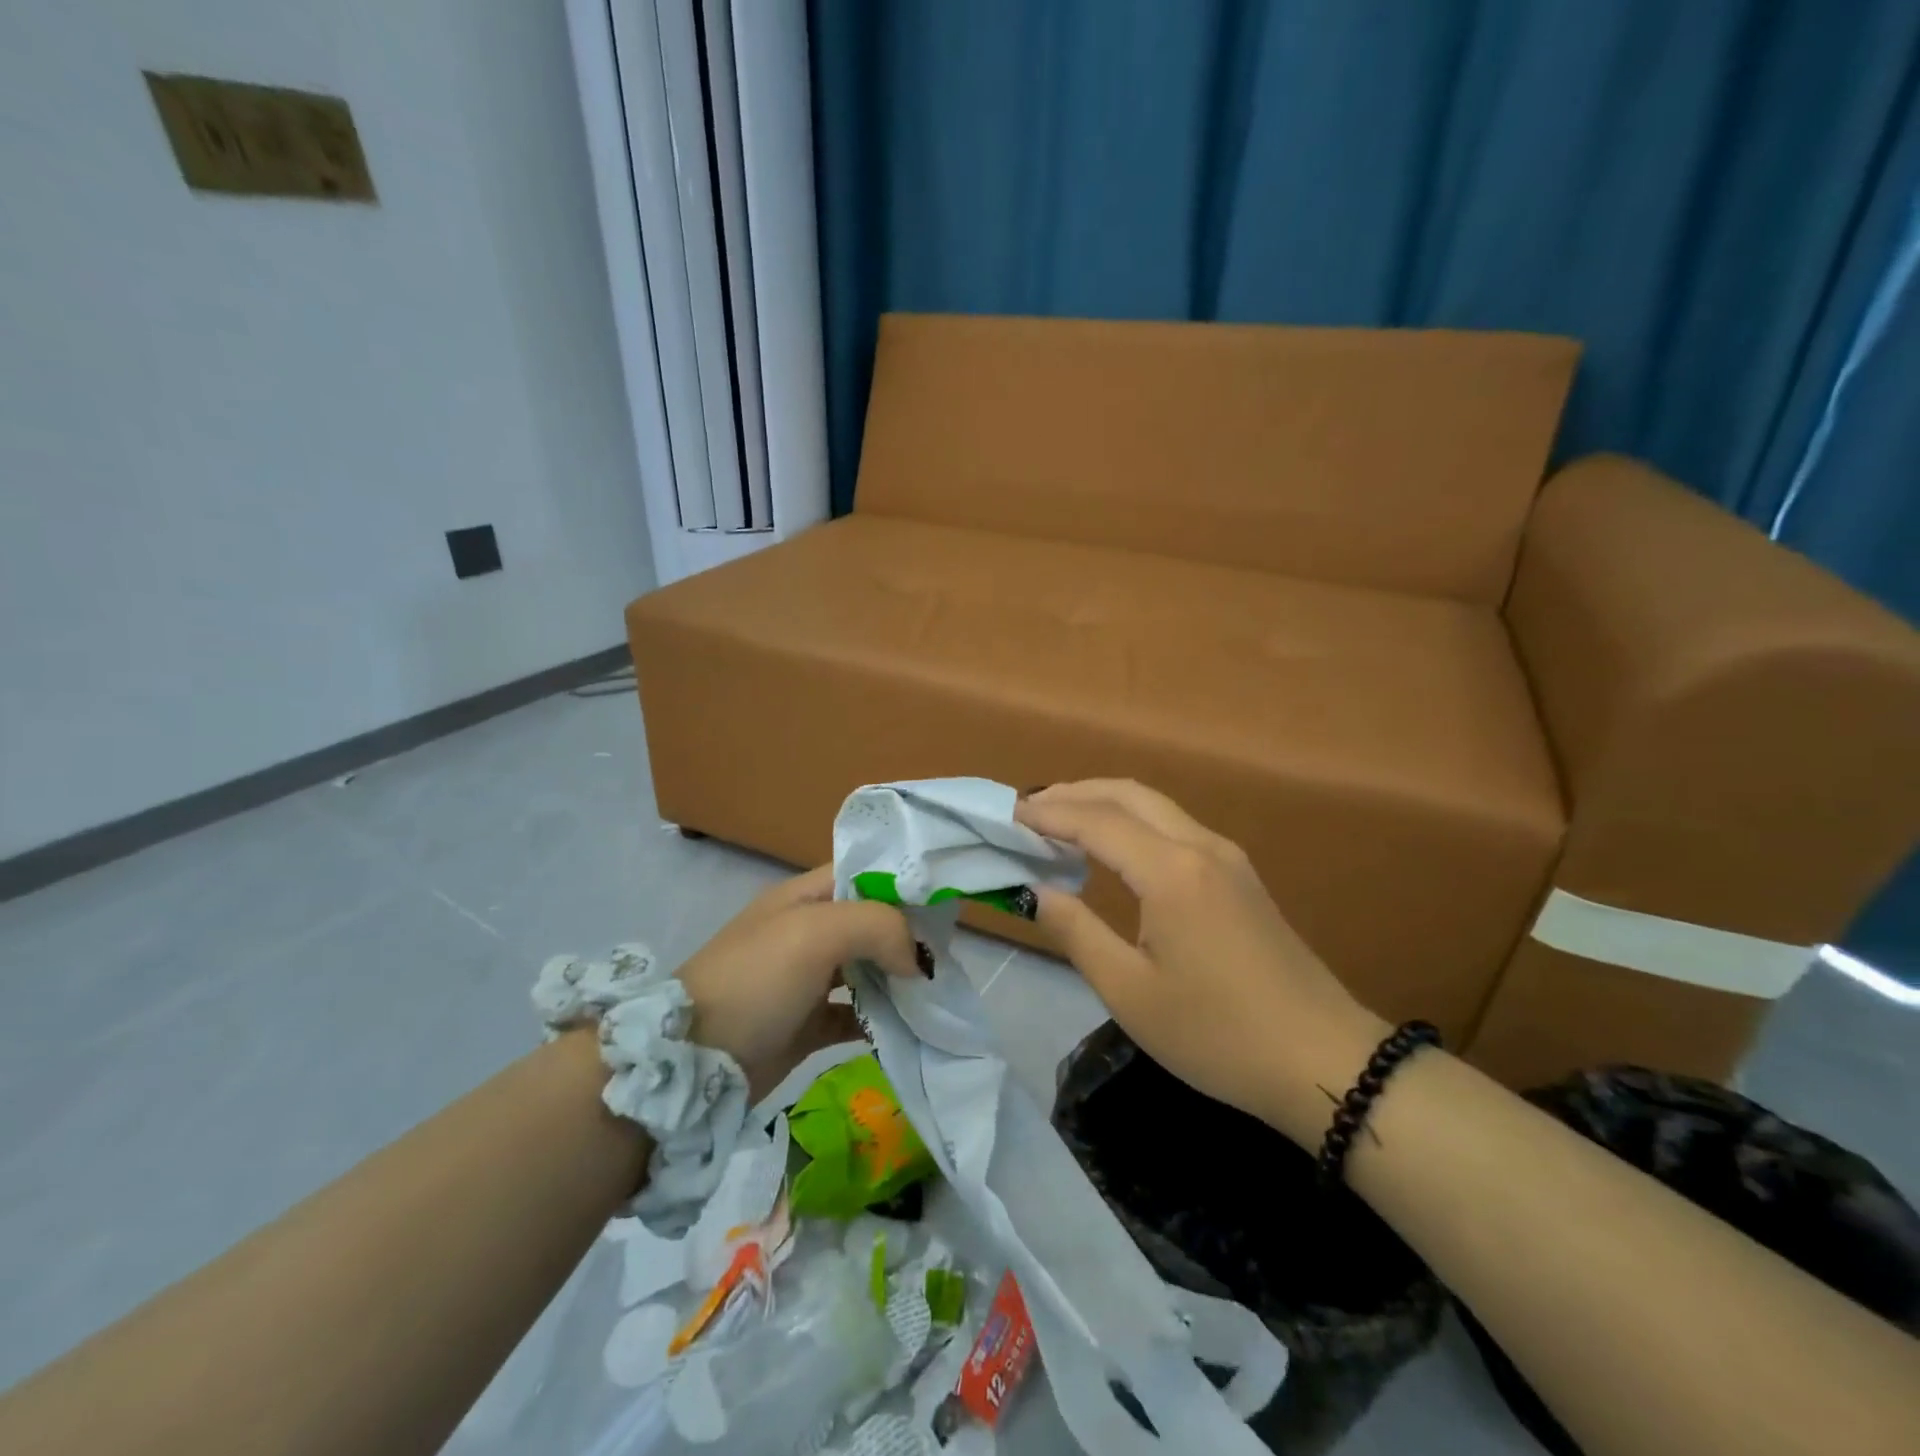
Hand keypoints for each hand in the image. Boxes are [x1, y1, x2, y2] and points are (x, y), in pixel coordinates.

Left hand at [675, 866, 924, 1099]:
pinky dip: (880, 1021)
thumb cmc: (755, 980)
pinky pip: (855, 1016)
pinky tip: (907, 1029)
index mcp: (804, 898)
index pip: (863, 873)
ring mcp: (805, 981)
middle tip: (948, 957)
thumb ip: (877, 927)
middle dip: (907, 937)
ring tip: (937, 993)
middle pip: (870, 923)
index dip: (902, 883)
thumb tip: (916, 961)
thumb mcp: (815, 933)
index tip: (944, 904)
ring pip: (866, 970)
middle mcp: (807, 933)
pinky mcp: (806, 1025)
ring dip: (898, 980)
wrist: (694, 1064)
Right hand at [1015, 781, 1387, 1145]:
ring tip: (1061, 819)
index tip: (1007, 815)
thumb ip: (1076, 932)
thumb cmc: (1217, 1033)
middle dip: (1075, 793)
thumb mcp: (1130, 992)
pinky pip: (1174, 825)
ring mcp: (1226, 857)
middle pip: (1127, 794)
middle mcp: (1200, 846)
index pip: (1095, 822)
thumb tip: (1037, 891)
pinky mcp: (1240, 875)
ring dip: (1104, 802)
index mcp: (1170, 871)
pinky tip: (1113, 846)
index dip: (1048, 815)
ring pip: (1155, 805)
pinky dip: (1132, 820)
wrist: (1323, 1060)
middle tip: (1029, 809)